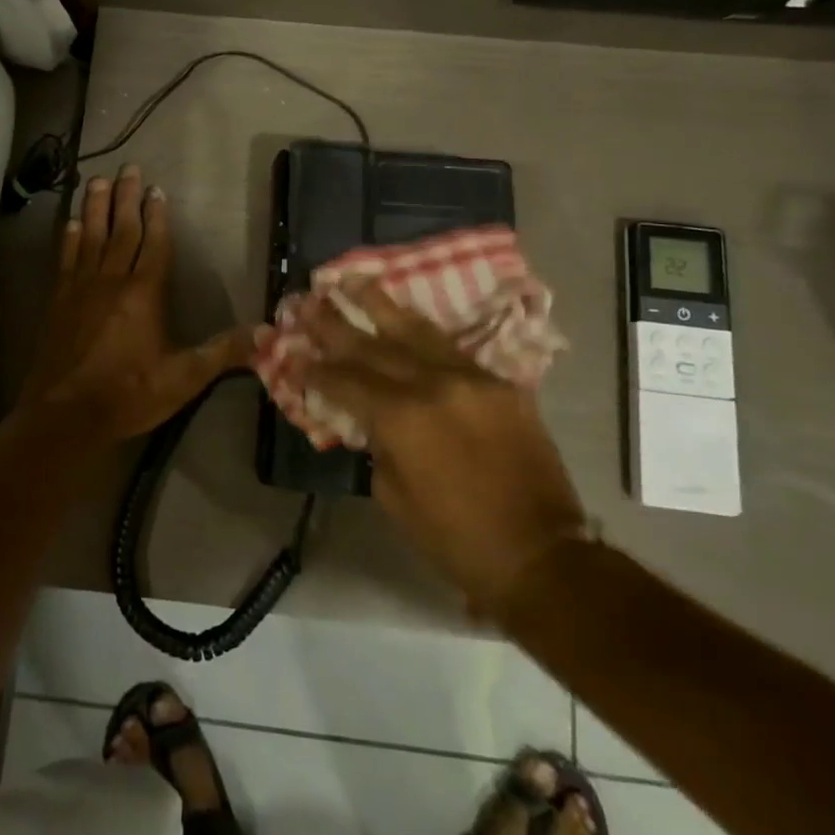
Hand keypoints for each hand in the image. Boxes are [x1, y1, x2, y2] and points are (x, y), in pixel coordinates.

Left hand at [20, 166, 257, 442]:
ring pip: (91, 237)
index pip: (154, 244)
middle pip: (121, 231)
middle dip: (127, 198)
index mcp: (144, 294)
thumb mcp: (183, 378)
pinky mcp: (59, 301)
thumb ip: (222, 353)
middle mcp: (112, 281)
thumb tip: (267, 333)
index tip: (156, 189)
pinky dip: (70, 237)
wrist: (65, 415)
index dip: (157, 215)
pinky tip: (72, 222)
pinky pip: (66, 259)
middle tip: (128, 168)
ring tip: (98, 180)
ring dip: (96, 207)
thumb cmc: (128, 394)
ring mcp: (81, 288)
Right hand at [288, 280, 587, 612]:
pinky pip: (451, 349)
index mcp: (402, 418)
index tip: (293, 352)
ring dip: (379, 304)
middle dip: (335, 324)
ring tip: (352, 279)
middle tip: (307, 301)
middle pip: (372, 346)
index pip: (346, 382)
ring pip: (415, 331)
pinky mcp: (499, 384)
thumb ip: (378, 444)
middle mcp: (433, 385)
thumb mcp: (394, 496)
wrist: (541, 554)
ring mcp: (470, 379)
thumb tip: (371, 418)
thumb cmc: (456, 539)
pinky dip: (421, 332)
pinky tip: (404, 316)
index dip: (315, 369)